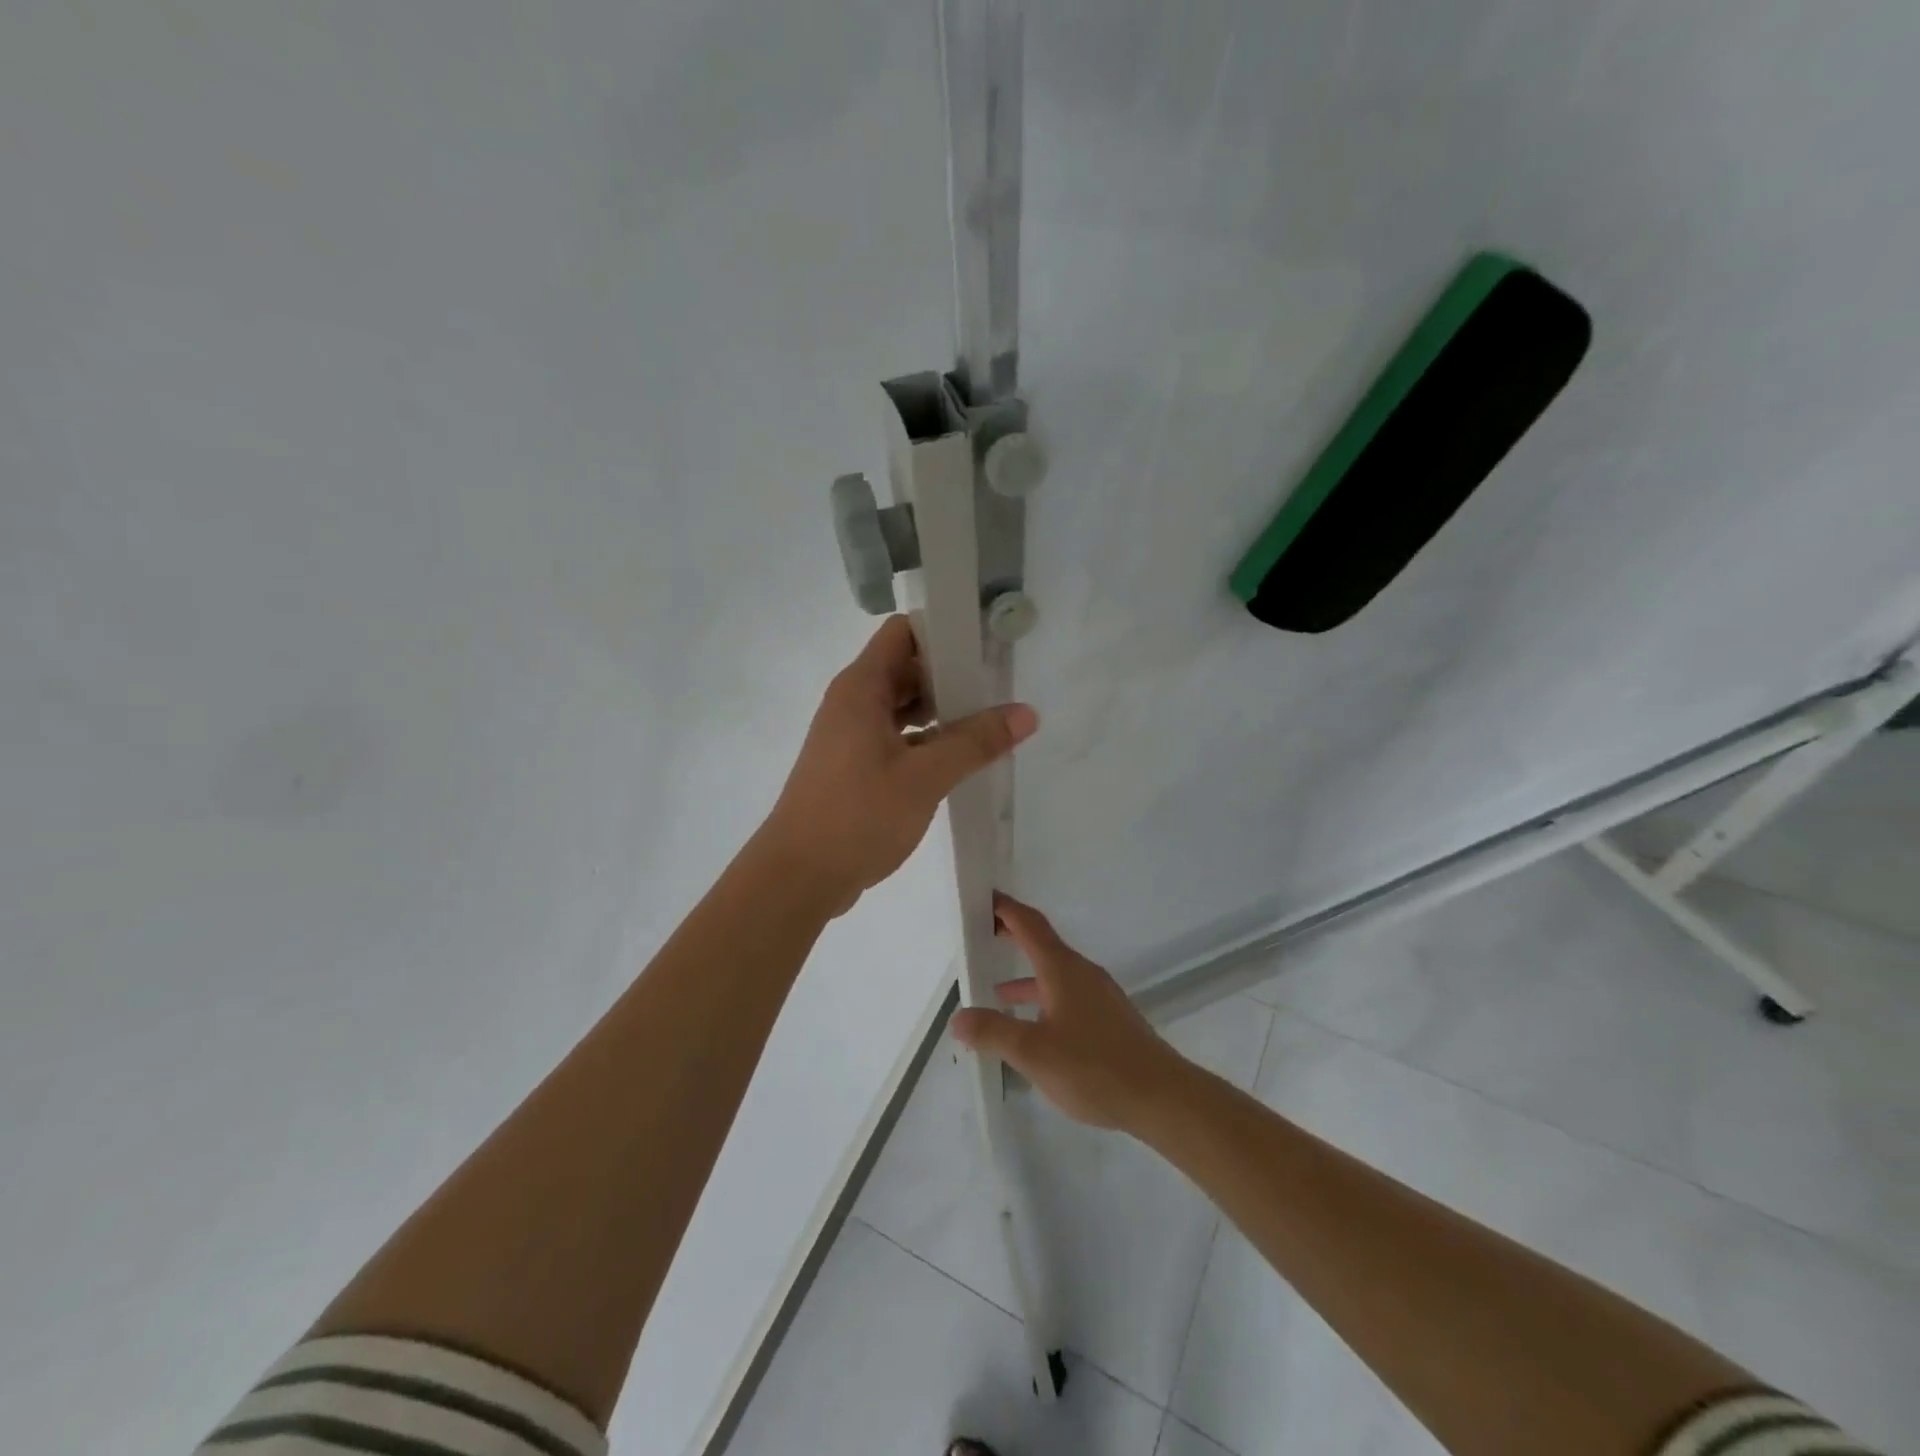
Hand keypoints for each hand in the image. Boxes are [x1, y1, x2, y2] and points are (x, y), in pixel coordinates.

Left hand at [757, 617, 1037, 916]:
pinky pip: (895, 738)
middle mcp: (852, 703)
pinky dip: (925, 741)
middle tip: (999, 688)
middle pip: (906, 669)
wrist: (798, 876)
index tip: (985, 645)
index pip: (904, 633)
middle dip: (951, 675)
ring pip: (902, 707)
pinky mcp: (853, 767)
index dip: (943, 630)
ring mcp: (850, 736)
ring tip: (988, 724)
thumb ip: (975, 742)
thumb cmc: (857, 816)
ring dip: (941, 712)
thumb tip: (1026, 713)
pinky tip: (958, 760)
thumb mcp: (925, 777)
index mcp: (861, 688)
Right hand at [949, 894, 1189, 1131]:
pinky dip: (1043, 999)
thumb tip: (958, 1018)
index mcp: (1062, 969)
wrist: (1161, 1096)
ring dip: (1026, 976)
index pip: (1029, 924)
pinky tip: (1035, 1029)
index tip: (982, 898)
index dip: (1005, 908)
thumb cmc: (1094, 1066)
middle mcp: (1082, 973)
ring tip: (996, 993)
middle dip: (1012, 936)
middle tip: (982, 934)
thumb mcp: (1033, 1052)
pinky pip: (1067, 995)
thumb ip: (993, 1032)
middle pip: (1042, 944)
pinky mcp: (1109, 1019)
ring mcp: (1099, 996)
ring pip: (1055, 974)